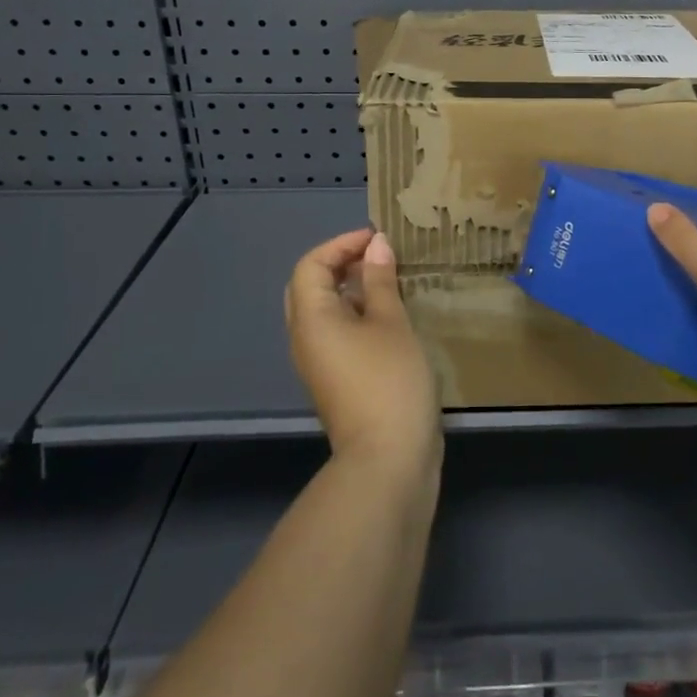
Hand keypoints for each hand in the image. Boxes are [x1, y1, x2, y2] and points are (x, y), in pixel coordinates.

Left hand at [285, 230, 441, 482]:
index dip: (340, 244)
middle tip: (378, 256)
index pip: (310, 266)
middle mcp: (305, 338)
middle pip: (310, 287)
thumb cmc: (389, 380)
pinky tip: (391, 315)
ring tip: (390, 280)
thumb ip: (381, 281)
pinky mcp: (337, 379)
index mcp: (311, 319)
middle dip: (341, 264)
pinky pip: (337, 332)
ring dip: (351, 289)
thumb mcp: (391, 323)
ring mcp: (319, 362)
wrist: (388, 458)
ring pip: (324, 312)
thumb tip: (375, 245)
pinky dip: (357, 314)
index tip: (377, 239)